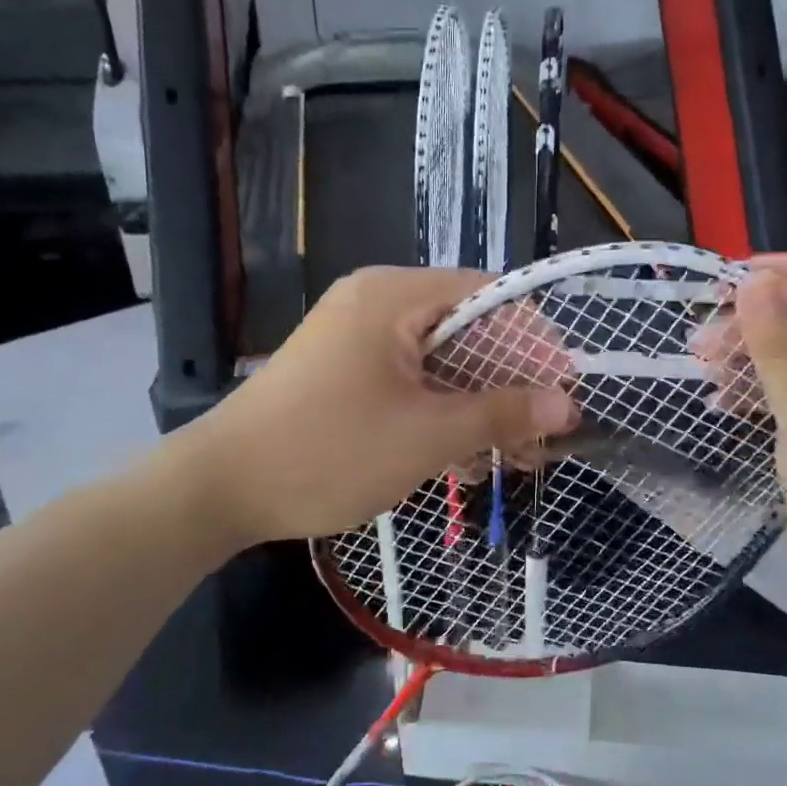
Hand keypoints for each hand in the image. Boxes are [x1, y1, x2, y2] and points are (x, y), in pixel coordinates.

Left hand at [159, 266, 578, 548]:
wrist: (219, 489)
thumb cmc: (329, 452)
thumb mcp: (427, 436)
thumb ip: (501, 413)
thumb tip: (567, 405)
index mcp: (394, 296)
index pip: (490, 296)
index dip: (534, 342)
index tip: (562, 391)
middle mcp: (376, 302)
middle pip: (467, 329)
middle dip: (508, 383)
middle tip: (541, 436)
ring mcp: (356, 336)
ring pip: (440, 360)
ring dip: (477, 404)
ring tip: (508, 457)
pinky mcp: (345, 369)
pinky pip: (410, 378)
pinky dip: (439, 410)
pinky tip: (460, 458)